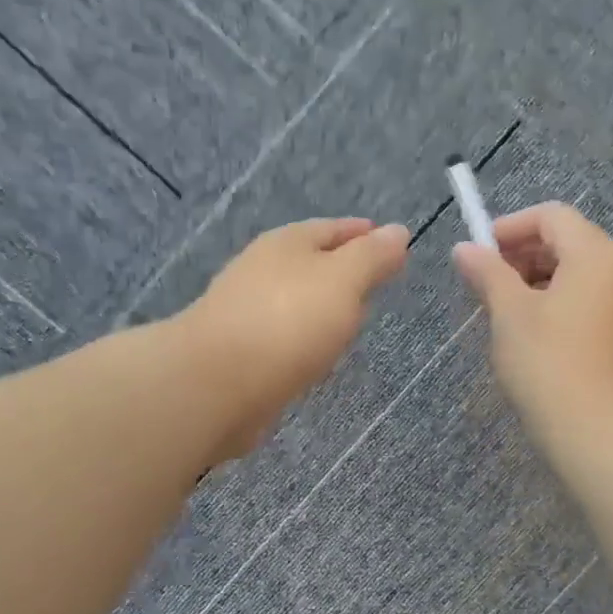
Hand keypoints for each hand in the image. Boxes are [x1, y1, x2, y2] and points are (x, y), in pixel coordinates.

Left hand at [183, 217, 409, 459]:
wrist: (214, 384)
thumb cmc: (287, 323)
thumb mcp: (343, 280)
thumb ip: (372, 256)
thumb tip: (398, 230)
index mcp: (287, 244)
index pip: (333, 229)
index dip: (364, 234)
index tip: (391, 244)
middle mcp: (262, 270)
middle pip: (311, 263)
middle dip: (342, 270)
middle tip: (376, 282)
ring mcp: (246, 311)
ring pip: (295, 301)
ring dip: (322, 307)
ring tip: (351, 322)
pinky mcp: (239, 351)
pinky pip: (283, 336)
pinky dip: (304, 338)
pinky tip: (316, 355)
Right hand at [453, 202, 612, 450]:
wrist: (602, 436)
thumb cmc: (549, 365)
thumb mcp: (509, 314)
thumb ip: (487, 273)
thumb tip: (464, 248)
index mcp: (599, 255)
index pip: (552, 216)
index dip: (511, 227)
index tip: (479, 254)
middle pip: (570, 242)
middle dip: (524, 255)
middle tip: (487, 284)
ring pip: (583, 274)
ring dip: (541, 280)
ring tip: (507, 311)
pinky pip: (596, 301)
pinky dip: (564, 303)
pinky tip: (538, 334)